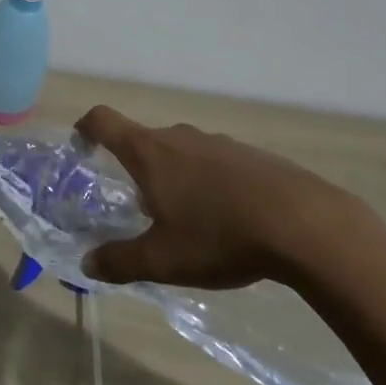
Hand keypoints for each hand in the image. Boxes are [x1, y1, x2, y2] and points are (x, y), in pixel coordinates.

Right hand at [74, 105, 374, 289]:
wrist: (304, 224)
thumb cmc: (219, 236)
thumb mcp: (163, 260)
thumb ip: (120, 261)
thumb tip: (87, 264)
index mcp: (150, 152)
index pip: (103, 120)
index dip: (85, 127)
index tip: (80, 146)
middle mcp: (179, 136)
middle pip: (144, 140)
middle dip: (135, 168)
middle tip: (139, 207)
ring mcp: (218, 142)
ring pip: (181, 152)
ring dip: (174, 176)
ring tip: (186, 219)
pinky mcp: (251, 155)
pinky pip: (215, 162)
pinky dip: (208, 182)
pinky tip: (227, 218)